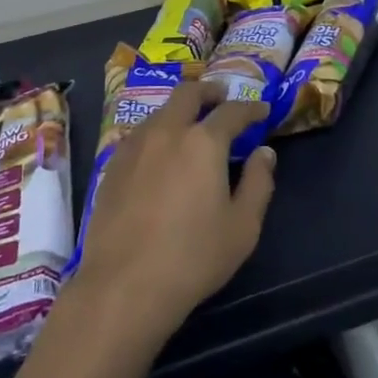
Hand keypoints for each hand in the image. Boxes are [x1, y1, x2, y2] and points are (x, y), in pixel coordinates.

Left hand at [70, 82, 276, 341]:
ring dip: (180, 110)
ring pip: (160, 111)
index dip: (250, 108)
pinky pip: (140, 134)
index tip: (262, 110)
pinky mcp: (112, 166)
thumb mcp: (242, 227)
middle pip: (188, 94)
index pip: (232, 111)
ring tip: (191, 125)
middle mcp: (167, 131)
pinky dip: (157, 132)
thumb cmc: (193, 258)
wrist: (123, 286)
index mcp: (203, 141)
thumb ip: (258, 183)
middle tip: (221, 98)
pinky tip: (160, 153)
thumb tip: (264, 153)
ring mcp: (135, 146)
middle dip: (209, 91)